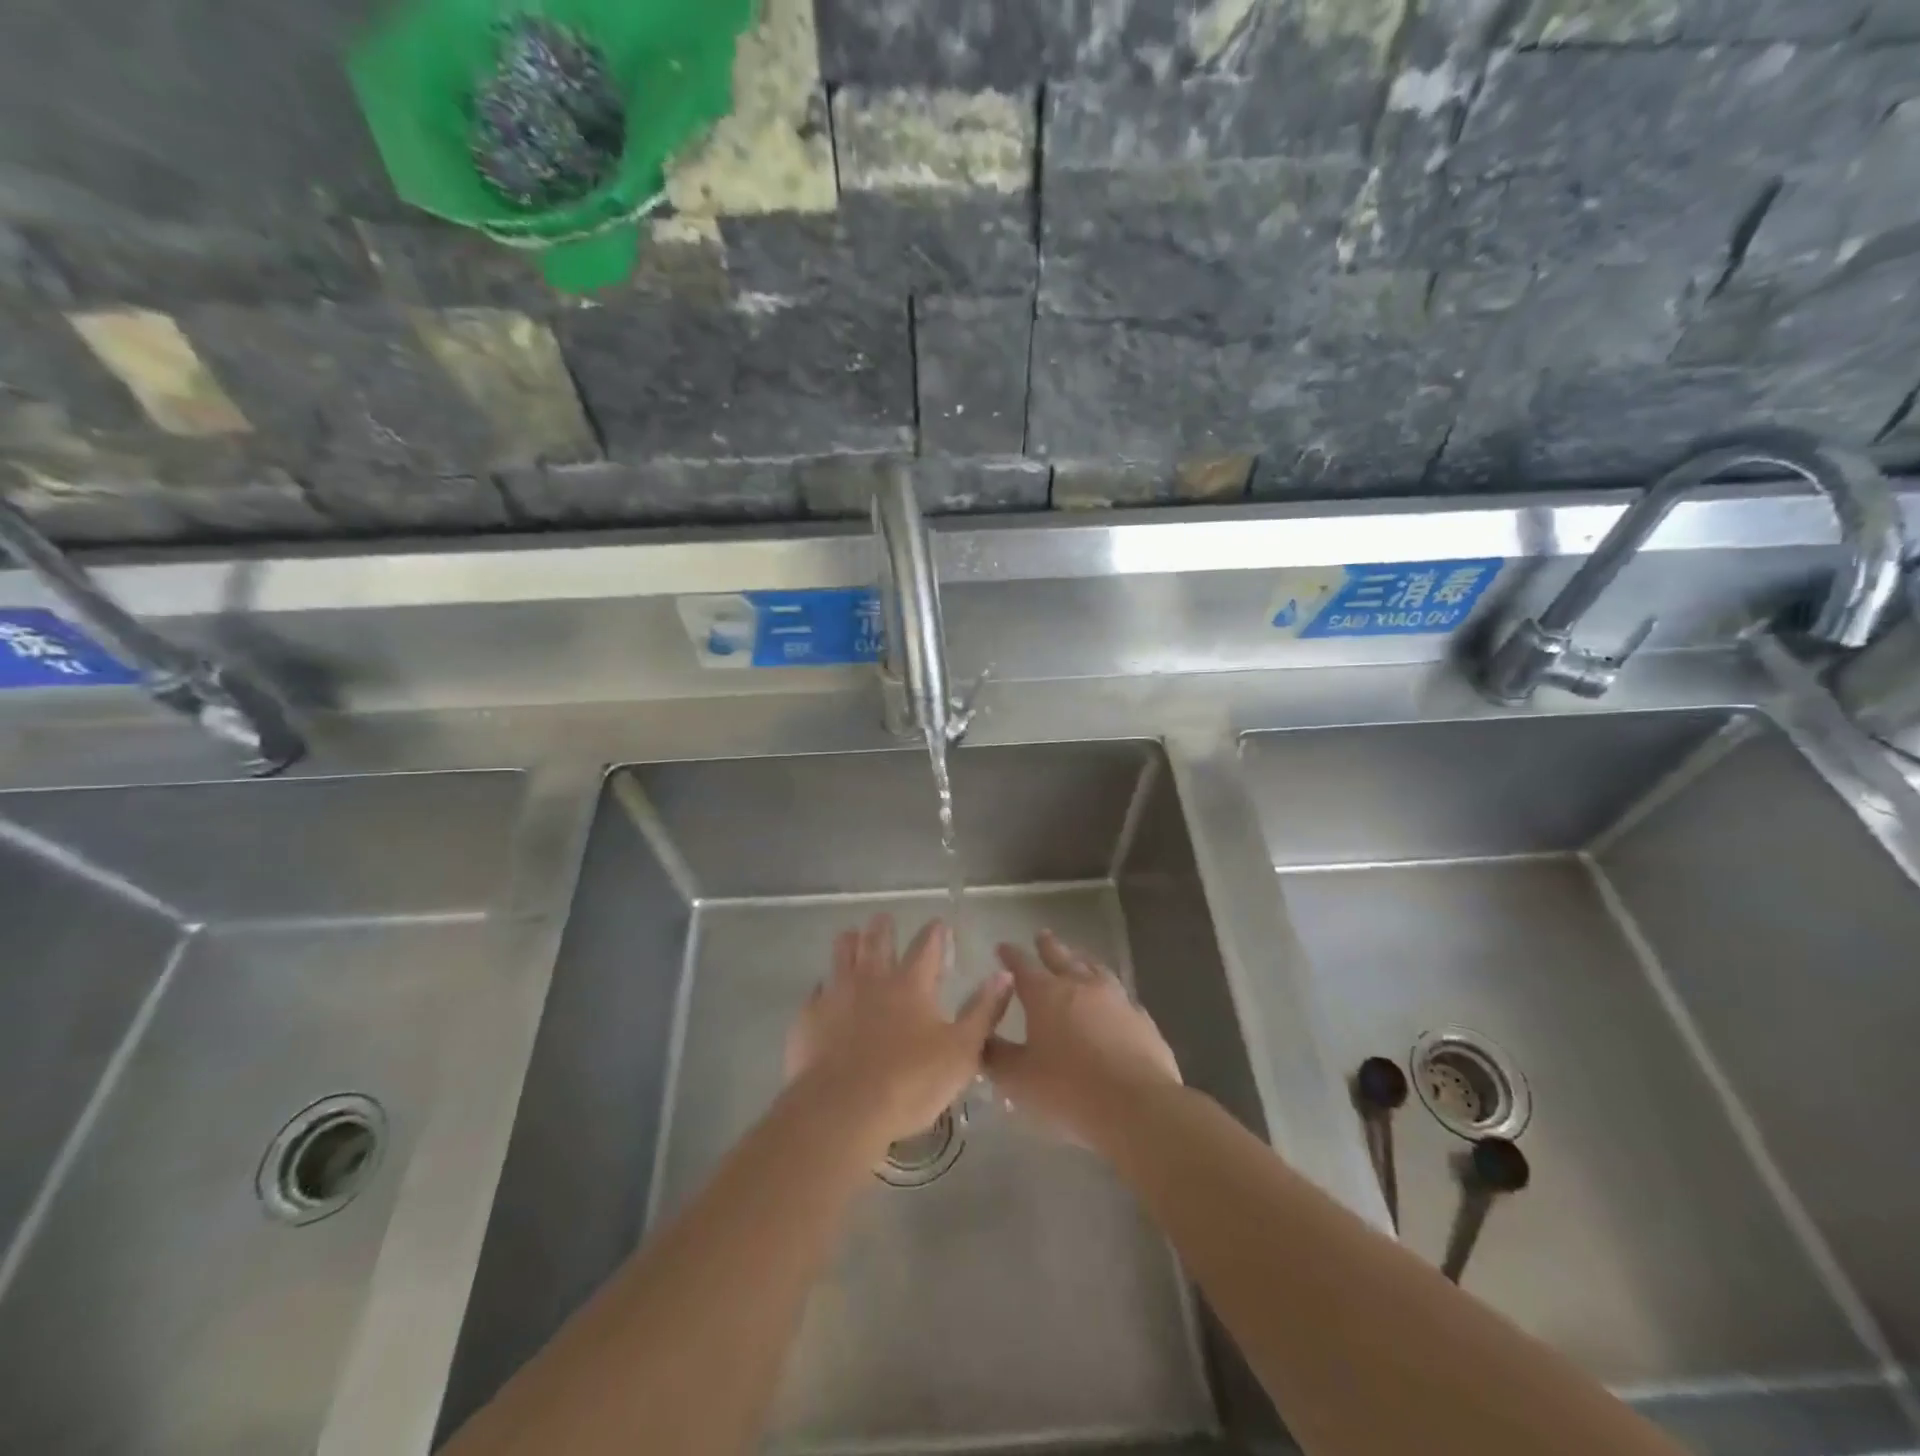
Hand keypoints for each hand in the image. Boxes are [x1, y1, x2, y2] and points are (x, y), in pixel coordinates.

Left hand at [785, 914, 1012, 1155]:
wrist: (841, 1110)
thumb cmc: (909, 1082)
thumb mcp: (961, 1052)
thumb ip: (984, 1011)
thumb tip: (1005, 974)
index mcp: (911, 984)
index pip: (927, 946)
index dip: (935, 933)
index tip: (939, 925)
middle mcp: (872, 978)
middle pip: (877, 939)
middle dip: (883, 926)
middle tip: (885, 920)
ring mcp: (837, 994)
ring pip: (842, 954)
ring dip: (849, 942)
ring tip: (851, 937)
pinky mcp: (810, 1017)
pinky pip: (817, 991)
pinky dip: (824, 987)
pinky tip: (825, 993)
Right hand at [984, 930, 1181, 1149]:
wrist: (1137, 1106)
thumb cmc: (1069, 1090)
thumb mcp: (1019, 1079)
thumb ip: (996, 1057)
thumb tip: (981, 1041)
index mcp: (1045, 994)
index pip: (1022, 966)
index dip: (1011, 955)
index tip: (1002, 947)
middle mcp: (1080, 986)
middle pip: (1061, 957)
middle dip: (1048, 946)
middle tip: (1042, 934)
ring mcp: (1116, 999)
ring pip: (1095, 969)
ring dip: (1082, 960)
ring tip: (1078, 956)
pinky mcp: (1142, 1019)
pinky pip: (1122, 997)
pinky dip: (1111, 993)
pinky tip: (1114, 1000)